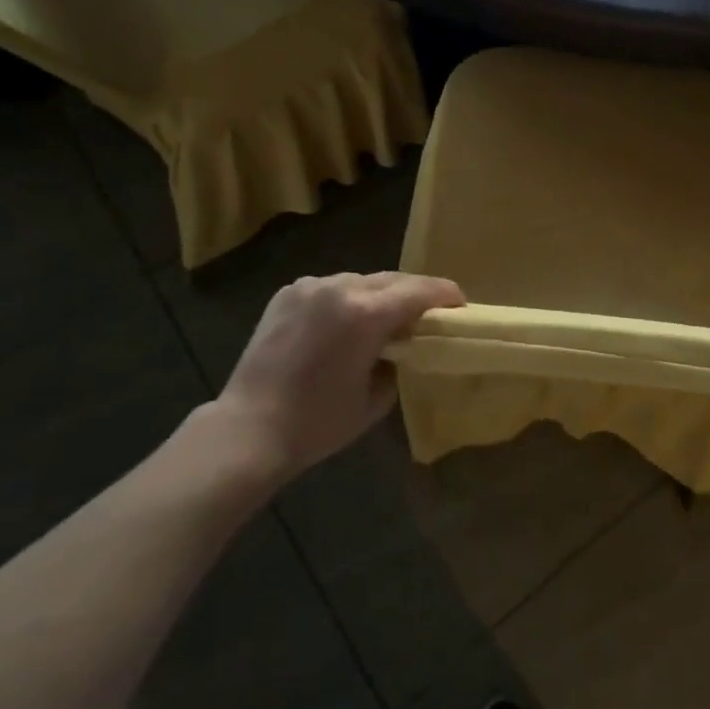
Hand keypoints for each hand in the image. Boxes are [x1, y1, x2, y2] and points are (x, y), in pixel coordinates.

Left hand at [214, 272, 463, 484]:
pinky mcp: (287, 293)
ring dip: (379, 295)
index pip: (420, 291)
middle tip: (428, 313)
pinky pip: (330, 288)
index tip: (460, 304)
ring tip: (384, 319)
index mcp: (366, 313)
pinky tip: (344, 323)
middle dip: (415, 293)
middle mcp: (339, 288)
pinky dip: (346, 299)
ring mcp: (309, 287)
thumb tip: (401, 347)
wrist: (249, 429)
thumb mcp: (376, 398)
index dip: (446, 294)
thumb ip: (398, 362)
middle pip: (392, 279)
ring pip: (360, 280)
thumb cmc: (318, 423)